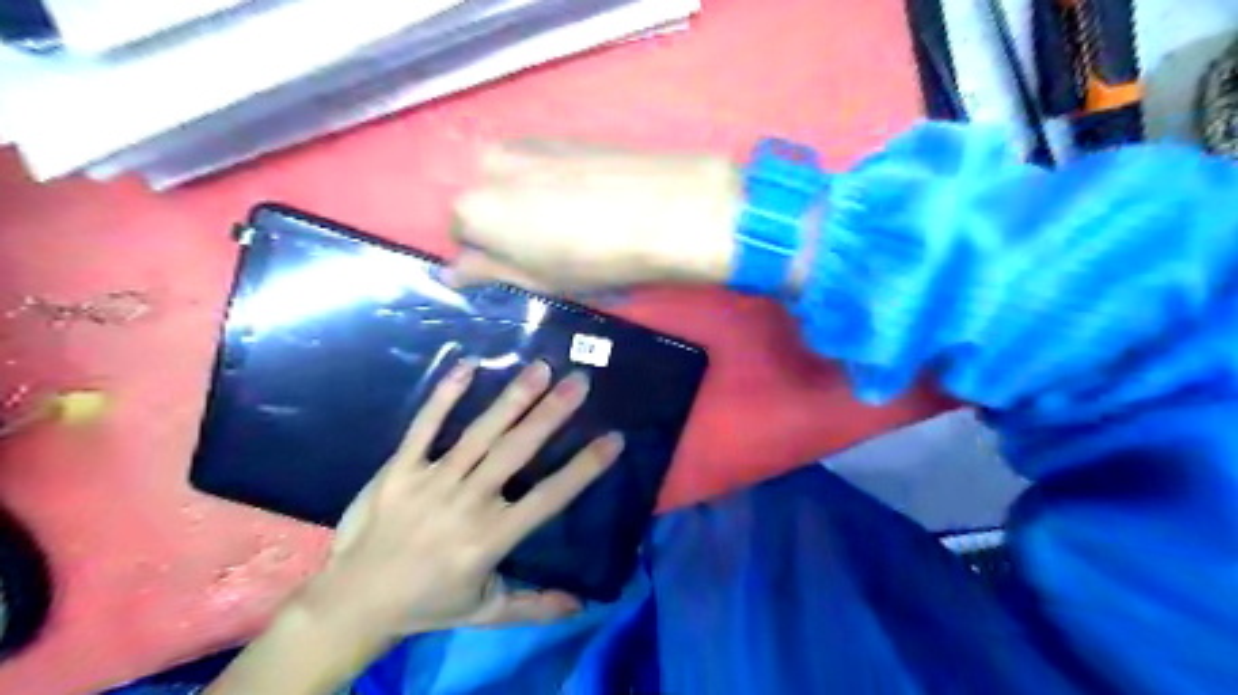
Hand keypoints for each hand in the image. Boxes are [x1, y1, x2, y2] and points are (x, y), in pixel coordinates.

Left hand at [296, 364, 623, 641]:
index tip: (613, 440)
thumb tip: (584, 605)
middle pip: (516, 452)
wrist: (352, 603)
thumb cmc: (427, 604)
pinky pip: (424, 427)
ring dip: (513, 399)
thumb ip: (536, 606)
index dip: (583, 469)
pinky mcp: (399, 469)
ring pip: (479, 433)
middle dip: (552, 414)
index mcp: (491, 539)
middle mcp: (466, 504)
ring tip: (541, 369)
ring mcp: (430, 481)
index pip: (549, 498)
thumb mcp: (486, 612)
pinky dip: (444, 396)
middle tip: (579, 382)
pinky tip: (467, 366)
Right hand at [453, 140, 743, 293]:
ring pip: (513, 183)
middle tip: (552, 251)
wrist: (665, 209)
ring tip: (578, 227)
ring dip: (530, 205)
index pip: (462, 236)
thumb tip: (452, 273)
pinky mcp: (562, 135)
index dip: (492, 257)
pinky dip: (553, 186)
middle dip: (508, 227)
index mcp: (475, 208)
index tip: (525, 270)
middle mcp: (488, 165)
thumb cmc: (595, 259)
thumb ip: (488, 273)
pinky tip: (592, 204)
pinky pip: (541, 168)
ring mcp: (526, 143)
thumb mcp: (538, 280)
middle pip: (486, 203)